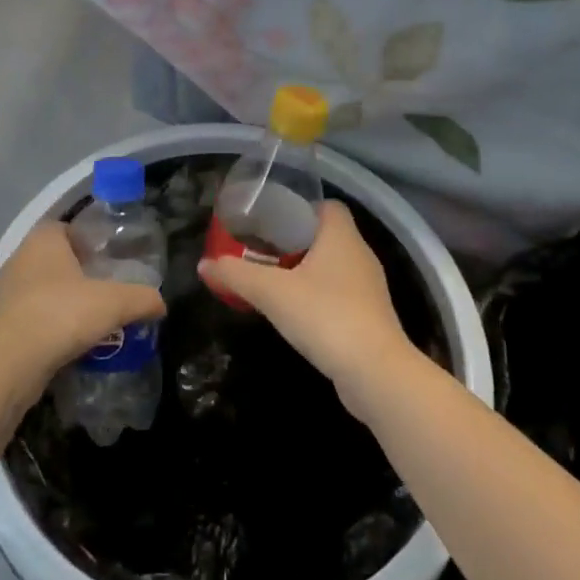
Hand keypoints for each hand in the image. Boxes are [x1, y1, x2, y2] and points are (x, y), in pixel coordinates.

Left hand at [0, 223, 165, 385]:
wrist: (11, 362)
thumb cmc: (62, 313)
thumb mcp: (115, 302)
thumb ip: (142, 298)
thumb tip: (161, 303)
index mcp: (44, 238)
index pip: (69, 229)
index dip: (91, 242)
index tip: (111, 261)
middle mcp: (21, 258)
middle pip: (56, 260)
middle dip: (80, 275)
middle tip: (108, 291)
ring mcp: (6, 292)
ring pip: (43, 291)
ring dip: (64, 303)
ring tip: (93, 321)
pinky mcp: (0, 325)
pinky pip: (33, 318)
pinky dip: (50, 327)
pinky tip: (71, 343)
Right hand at [197, 200, 418, 415]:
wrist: (375, 373)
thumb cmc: (325, 316)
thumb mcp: (271, 292)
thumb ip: (236, 275)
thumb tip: (203, 264)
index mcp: (342, 236)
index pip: (327, 205)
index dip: (299, 208)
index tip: (271, 221)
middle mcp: (360, 254)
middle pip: (326, 235)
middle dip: (295, 241)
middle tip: (261, 251)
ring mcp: (369, 288)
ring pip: (332, 267)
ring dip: (305, 271)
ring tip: (273, 280)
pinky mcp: (370, 318)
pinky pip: (339, 295)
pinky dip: (318, 297)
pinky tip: (295, 312)